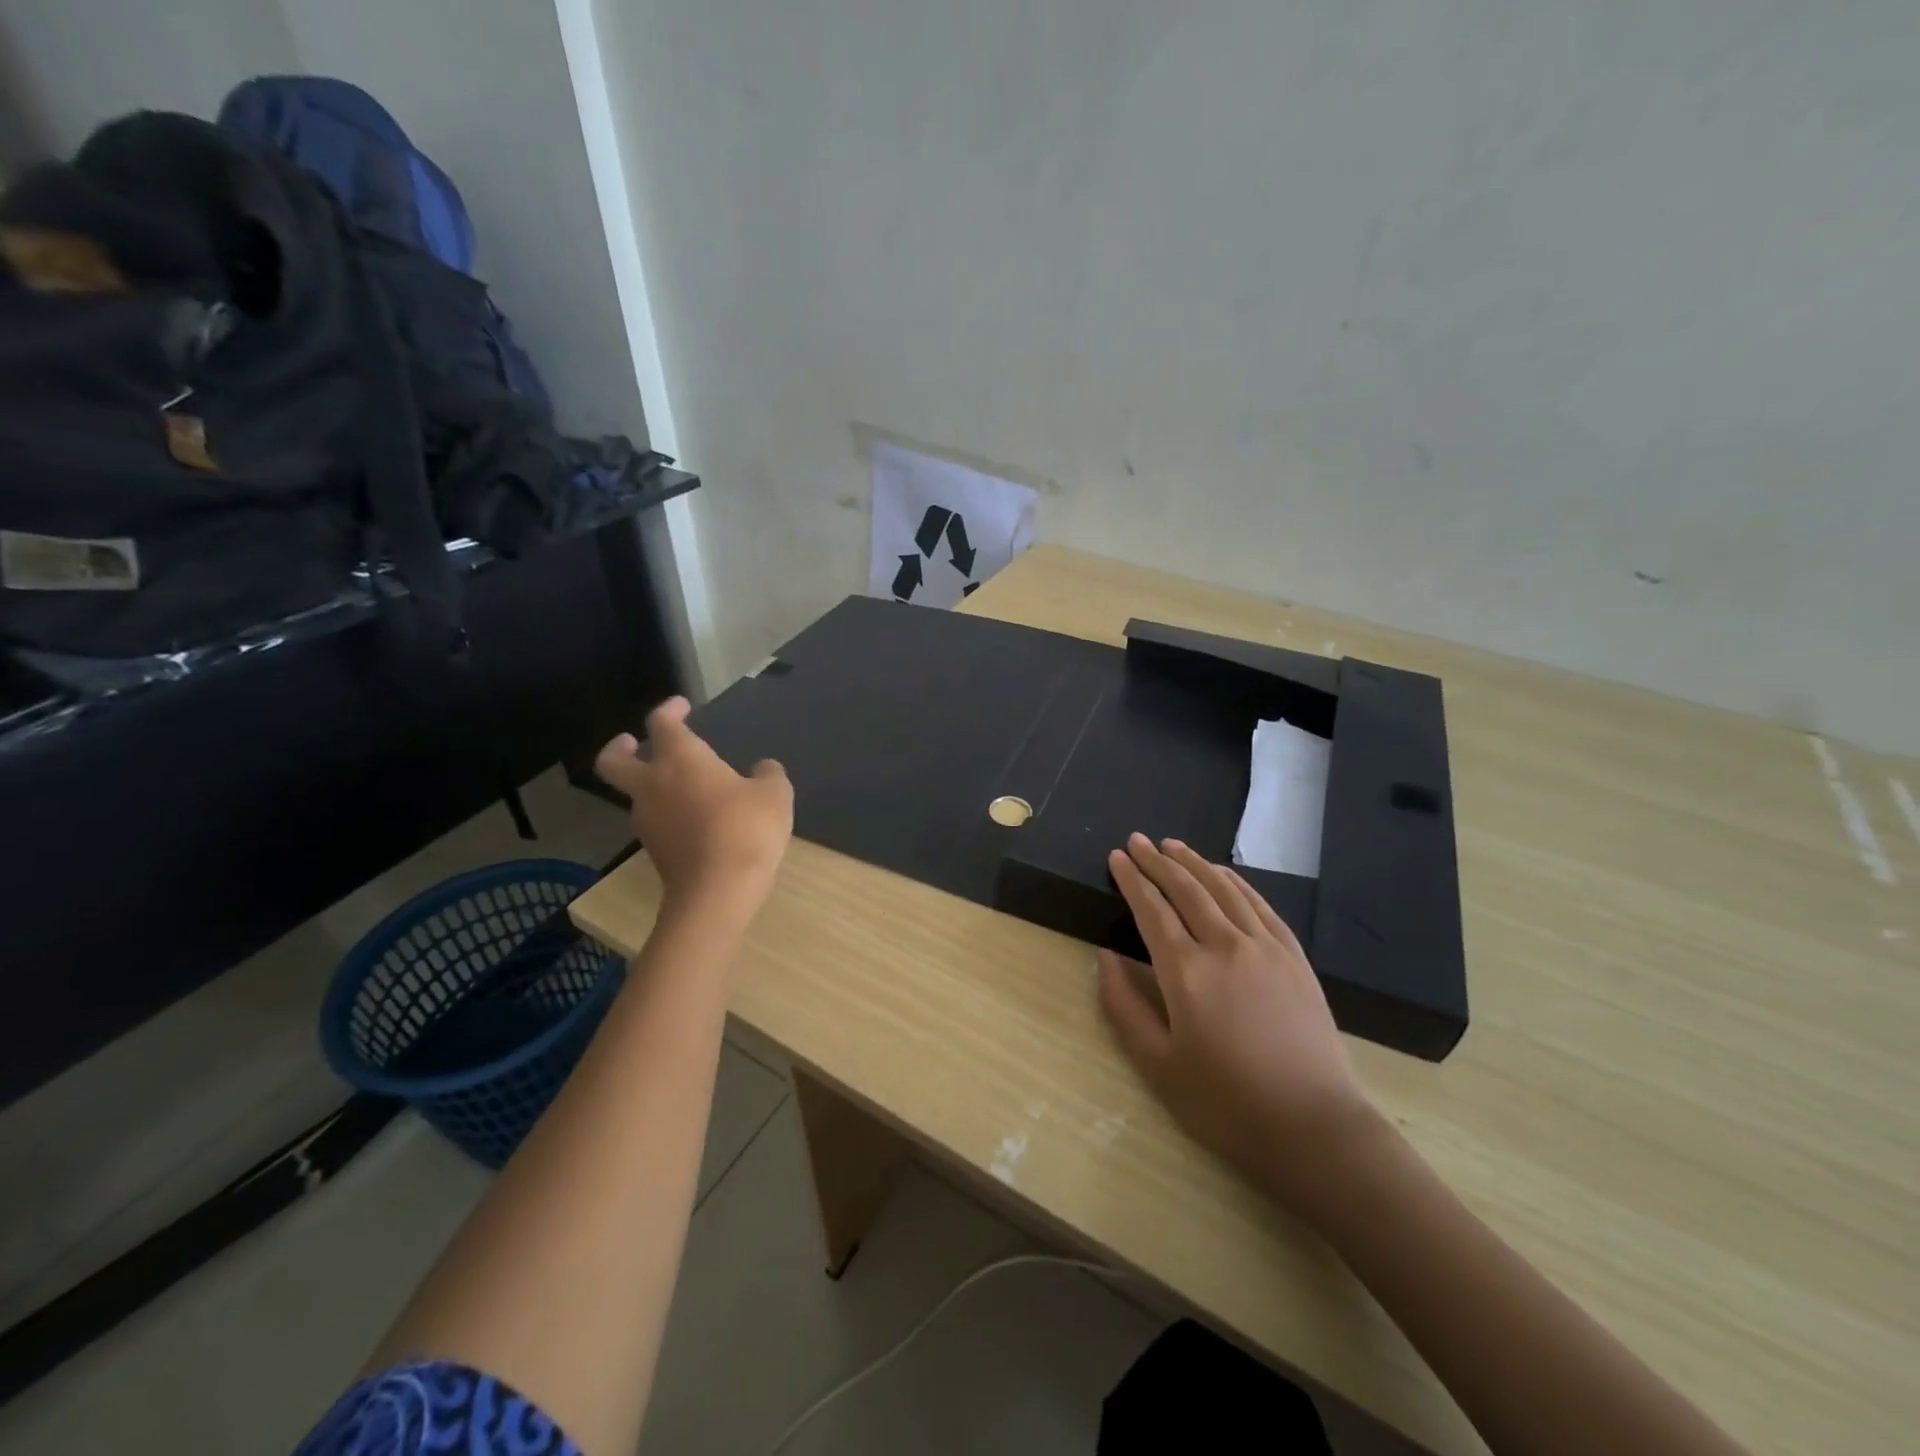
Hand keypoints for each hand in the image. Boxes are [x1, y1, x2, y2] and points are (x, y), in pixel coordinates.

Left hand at [594, 697, 793, 917]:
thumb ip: (768, 775)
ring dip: (651, 785)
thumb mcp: (774, 795)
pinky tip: (696, 820)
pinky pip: (656, 822)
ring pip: (637, 795)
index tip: (681, 706)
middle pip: (613, 761)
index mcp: (681, 760)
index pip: (662, 723)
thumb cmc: (746, 829)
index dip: (669, 710)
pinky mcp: (655, 851)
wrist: (718, 892)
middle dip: (618, 748)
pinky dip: (668, 814)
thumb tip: (763, 768)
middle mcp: (654, 785)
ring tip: (685, 789)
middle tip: (632, 742)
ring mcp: (648, 821)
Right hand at [1097, 834, 1377, 1214]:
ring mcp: (1265, 947)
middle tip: (1138, 840)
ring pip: (1223, 888)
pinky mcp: (1294, 957)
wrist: (1312, 1127)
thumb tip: (1106, 957)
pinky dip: (1236, 882)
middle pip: (1186, 889)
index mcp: (1186, 973)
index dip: (1132, 879)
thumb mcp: (1157, 1064)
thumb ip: (1124, 1006)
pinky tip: (1222, 873)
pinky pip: (1260, 905)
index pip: (1151, 909)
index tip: (1117, 857)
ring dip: (1195, 862)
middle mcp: (1225, 946)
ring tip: (1173, 846)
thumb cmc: (1224, 1103)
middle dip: (1158, 861)